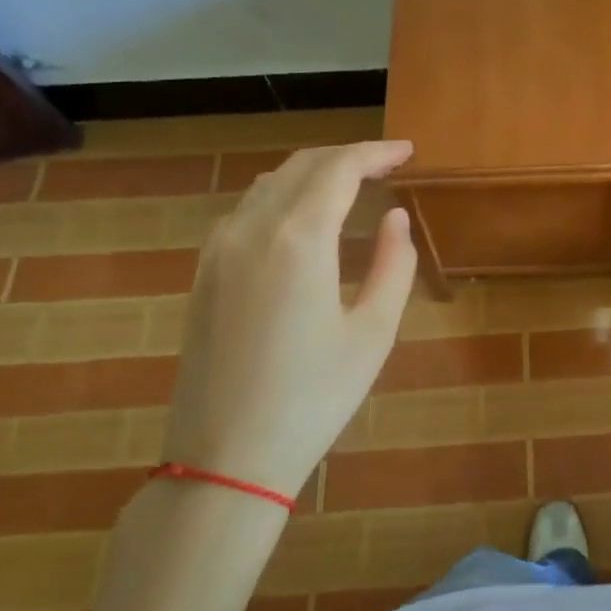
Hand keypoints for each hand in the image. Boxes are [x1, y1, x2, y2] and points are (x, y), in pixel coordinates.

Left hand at [162, 141, 416, 500]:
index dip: (376, 153)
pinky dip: (280, 197)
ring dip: (312, 173)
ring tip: (350, 185)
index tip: (408, 152)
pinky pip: (244, 211)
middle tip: (387, 166)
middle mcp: (251, 229)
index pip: (340, 169)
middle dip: (347, 157)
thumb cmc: (313, 398)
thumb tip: (396, 218)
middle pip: (302, 167)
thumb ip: (394, 265)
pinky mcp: (203, 274)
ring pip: (269, 184)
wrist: (224, 458)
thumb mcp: (373, 333)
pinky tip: (300, 219)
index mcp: (298, 239)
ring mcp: (218, 250)